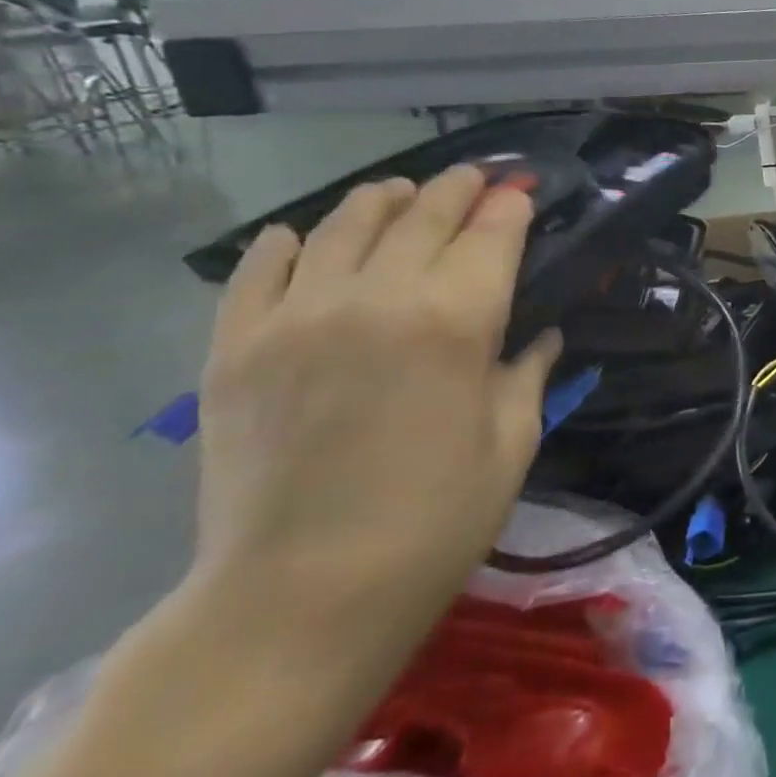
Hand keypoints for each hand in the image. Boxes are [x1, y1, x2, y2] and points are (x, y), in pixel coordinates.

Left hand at [193, 166, 561, 649]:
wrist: (300, 598)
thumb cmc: (437, 520)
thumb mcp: (512, 442)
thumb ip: (528, 372)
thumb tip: (541, 335)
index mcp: (455, 320)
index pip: (491, 234)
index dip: (512, 207)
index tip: (524, 193)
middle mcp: (376, 297)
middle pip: (422, 216)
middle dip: (457, 190)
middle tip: (476, 179)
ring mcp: (295, 317)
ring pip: (342, 225)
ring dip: (381, 201)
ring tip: (400, 193)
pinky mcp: (234, 347)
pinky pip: (259, 269)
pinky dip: (287, 243)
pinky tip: (303, 237)